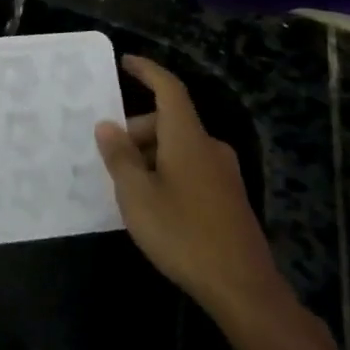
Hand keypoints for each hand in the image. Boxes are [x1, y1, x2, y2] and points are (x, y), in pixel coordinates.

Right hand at [95, 55, 289, 320]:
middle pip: (169, 121)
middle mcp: (209, 147)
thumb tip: (107, 126)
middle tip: (109, 156)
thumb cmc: (182, 233)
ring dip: (149, 155)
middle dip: (136, 130)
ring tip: (125, 186)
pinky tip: (152, 204)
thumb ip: (119, 156)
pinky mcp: (228, 198)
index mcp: (187, 138)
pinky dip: (166, 171)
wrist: (242, 288)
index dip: (147, 71)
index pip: (169, 89)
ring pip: (178, 147)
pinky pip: (190, 168)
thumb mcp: (137, 194)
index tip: (126, 61)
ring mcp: (223, 174)